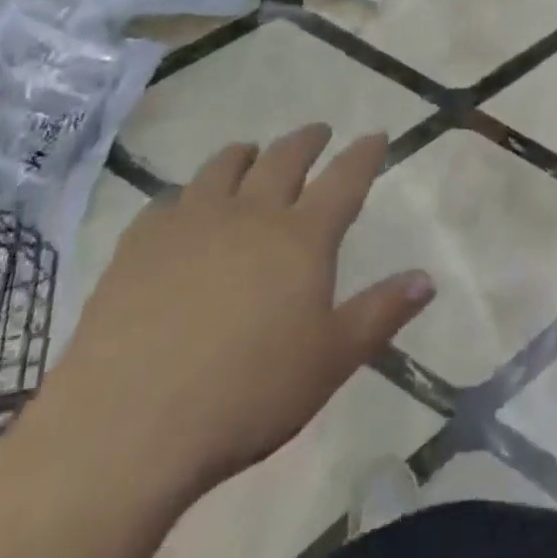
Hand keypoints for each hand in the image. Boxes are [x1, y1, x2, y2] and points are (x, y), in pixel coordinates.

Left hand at [48, 125, 433, 506]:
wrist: (128, 425)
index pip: (345, 179)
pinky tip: (182, 209)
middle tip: (318, 132)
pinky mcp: (140, 242)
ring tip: (251, 152)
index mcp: (302, 236)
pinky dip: (187, 195)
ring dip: (245, 154)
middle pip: (285, 158)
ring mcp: (192, 221)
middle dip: (307, 140)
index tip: (376, 135)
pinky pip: (169, 201)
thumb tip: (428, 279)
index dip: (364, 154)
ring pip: (224, 166)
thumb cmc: (247, 395)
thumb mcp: (330, 361)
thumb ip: (381, 313)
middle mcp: (251, 212)